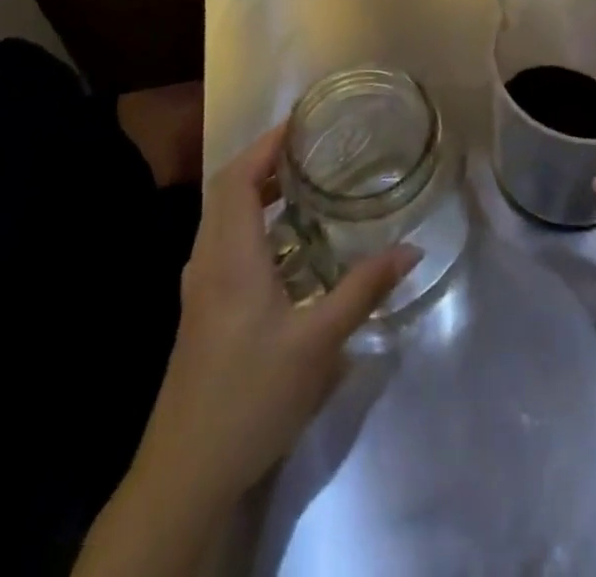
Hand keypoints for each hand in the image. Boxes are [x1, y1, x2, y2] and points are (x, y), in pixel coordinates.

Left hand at [140, 122, 420, 501]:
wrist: (184, 473)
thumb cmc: (251, 396)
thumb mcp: (318, 343)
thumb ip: (364, 290)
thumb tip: (411, 250)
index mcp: (230, 255)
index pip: (239, 177)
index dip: (266, 144)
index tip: (302, 122)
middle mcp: (208, 260)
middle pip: (227, 189)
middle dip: (265, 160)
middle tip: (312, 147)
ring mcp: (199, 286)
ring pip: (222, 217)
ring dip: (256, 190)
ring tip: (304, 184)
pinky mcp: (200, 310)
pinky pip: (223, 242)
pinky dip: (251, 222)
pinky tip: (286, 245)